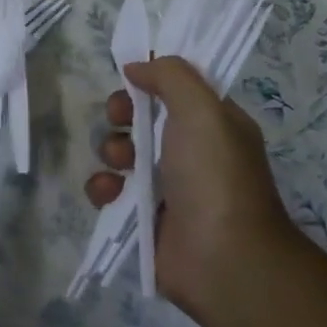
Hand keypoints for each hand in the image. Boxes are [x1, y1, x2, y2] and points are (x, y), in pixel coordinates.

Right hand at [85, 56, 293, 316]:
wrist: (223, 260)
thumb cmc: (215, 176)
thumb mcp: (202, 110)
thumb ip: (170, 76)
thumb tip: (137, 66)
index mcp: (213, 124)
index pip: (176, 88)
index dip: (150, 79)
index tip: (131, 78)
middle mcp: (191, 151)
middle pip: (141, 117)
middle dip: (123, 113)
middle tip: (121, 119)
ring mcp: (166, 186)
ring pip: (121, 152)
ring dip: (111, 150)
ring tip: (118, 164)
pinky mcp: (142, 216)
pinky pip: (110, 191)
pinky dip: (103, 188)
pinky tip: (110, 193)